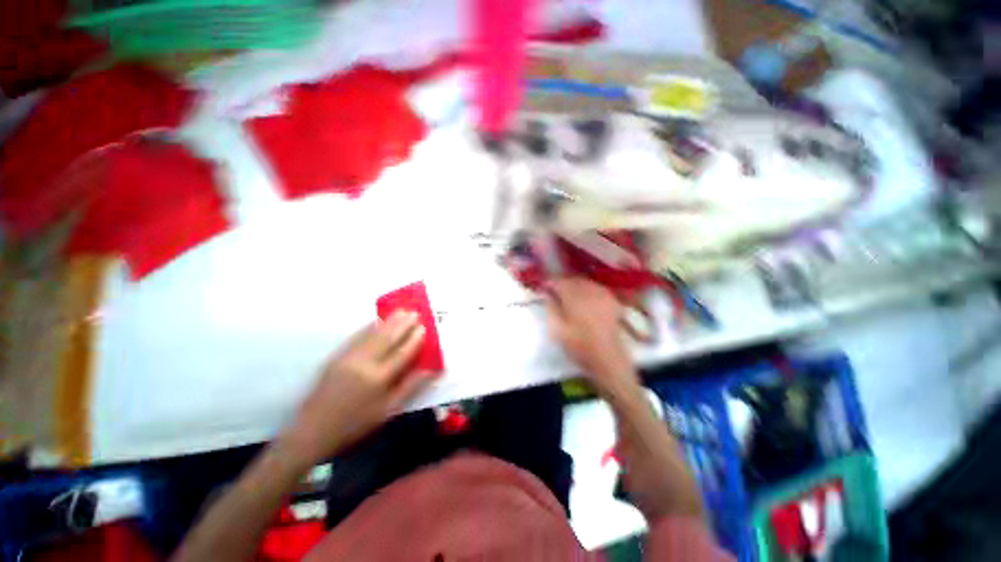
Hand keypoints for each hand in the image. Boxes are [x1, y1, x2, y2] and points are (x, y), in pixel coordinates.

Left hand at [283, 311, 432, 463]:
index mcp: (379, 379)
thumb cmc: (356, 423)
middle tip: (414, 313)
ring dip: (389, 322)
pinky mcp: (336, 357)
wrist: (313, 430)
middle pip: (388, 339)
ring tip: (401, 311)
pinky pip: (356, 337)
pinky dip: (368, 327)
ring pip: (373, 335)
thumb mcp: (388, 411)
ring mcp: (348, 358)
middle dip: (403, 324)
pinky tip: (376, 321)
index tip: (423, 327)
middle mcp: (365, 364)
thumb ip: (410, 387)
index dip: (414, 339)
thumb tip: (430, 370)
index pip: (402, 353)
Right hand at [544, 278, 638, 395]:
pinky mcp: (612, 301)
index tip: (544, 287)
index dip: (550, 282)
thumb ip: (551, 308)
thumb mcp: (557, 330)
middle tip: (554, 290)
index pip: (560, 282)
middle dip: (562, 282)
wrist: (607, 360)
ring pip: (585, 282)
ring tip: (567, 293)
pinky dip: (587, 289)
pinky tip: (584, 297)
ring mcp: (603, 295)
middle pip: (573, 279)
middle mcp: (590, 292)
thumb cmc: (579, 347)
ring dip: (574, 284)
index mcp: (575, 298)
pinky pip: (596, 288)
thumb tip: (547, 293)